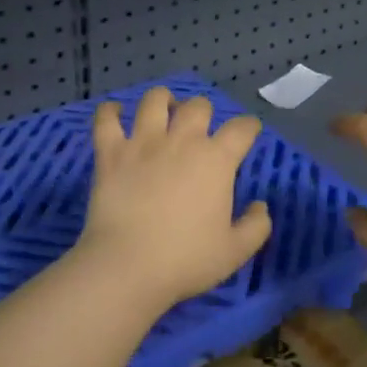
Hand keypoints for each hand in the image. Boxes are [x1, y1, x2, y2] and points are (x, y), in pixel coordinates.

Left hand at [77, 88, 272, 311]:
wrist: (128, 266)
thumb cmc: (186, 260)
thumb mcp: (236, 251)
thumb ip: (256, 226)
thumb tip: (259, 206)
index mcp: (216, 160)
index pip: (241, 129)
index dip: (248, 126)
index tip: (248, 131)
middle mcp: (182, 141)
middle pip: (198, 106)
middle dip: (204, 111)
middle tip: (201, 127)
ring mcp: (143, 143)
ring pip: (154, 101)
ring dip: (163, 100)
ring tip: (163, 109)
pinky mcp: (110, 153)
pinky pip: (106, 119)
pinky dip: (110, 111)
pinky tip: (114, 112)